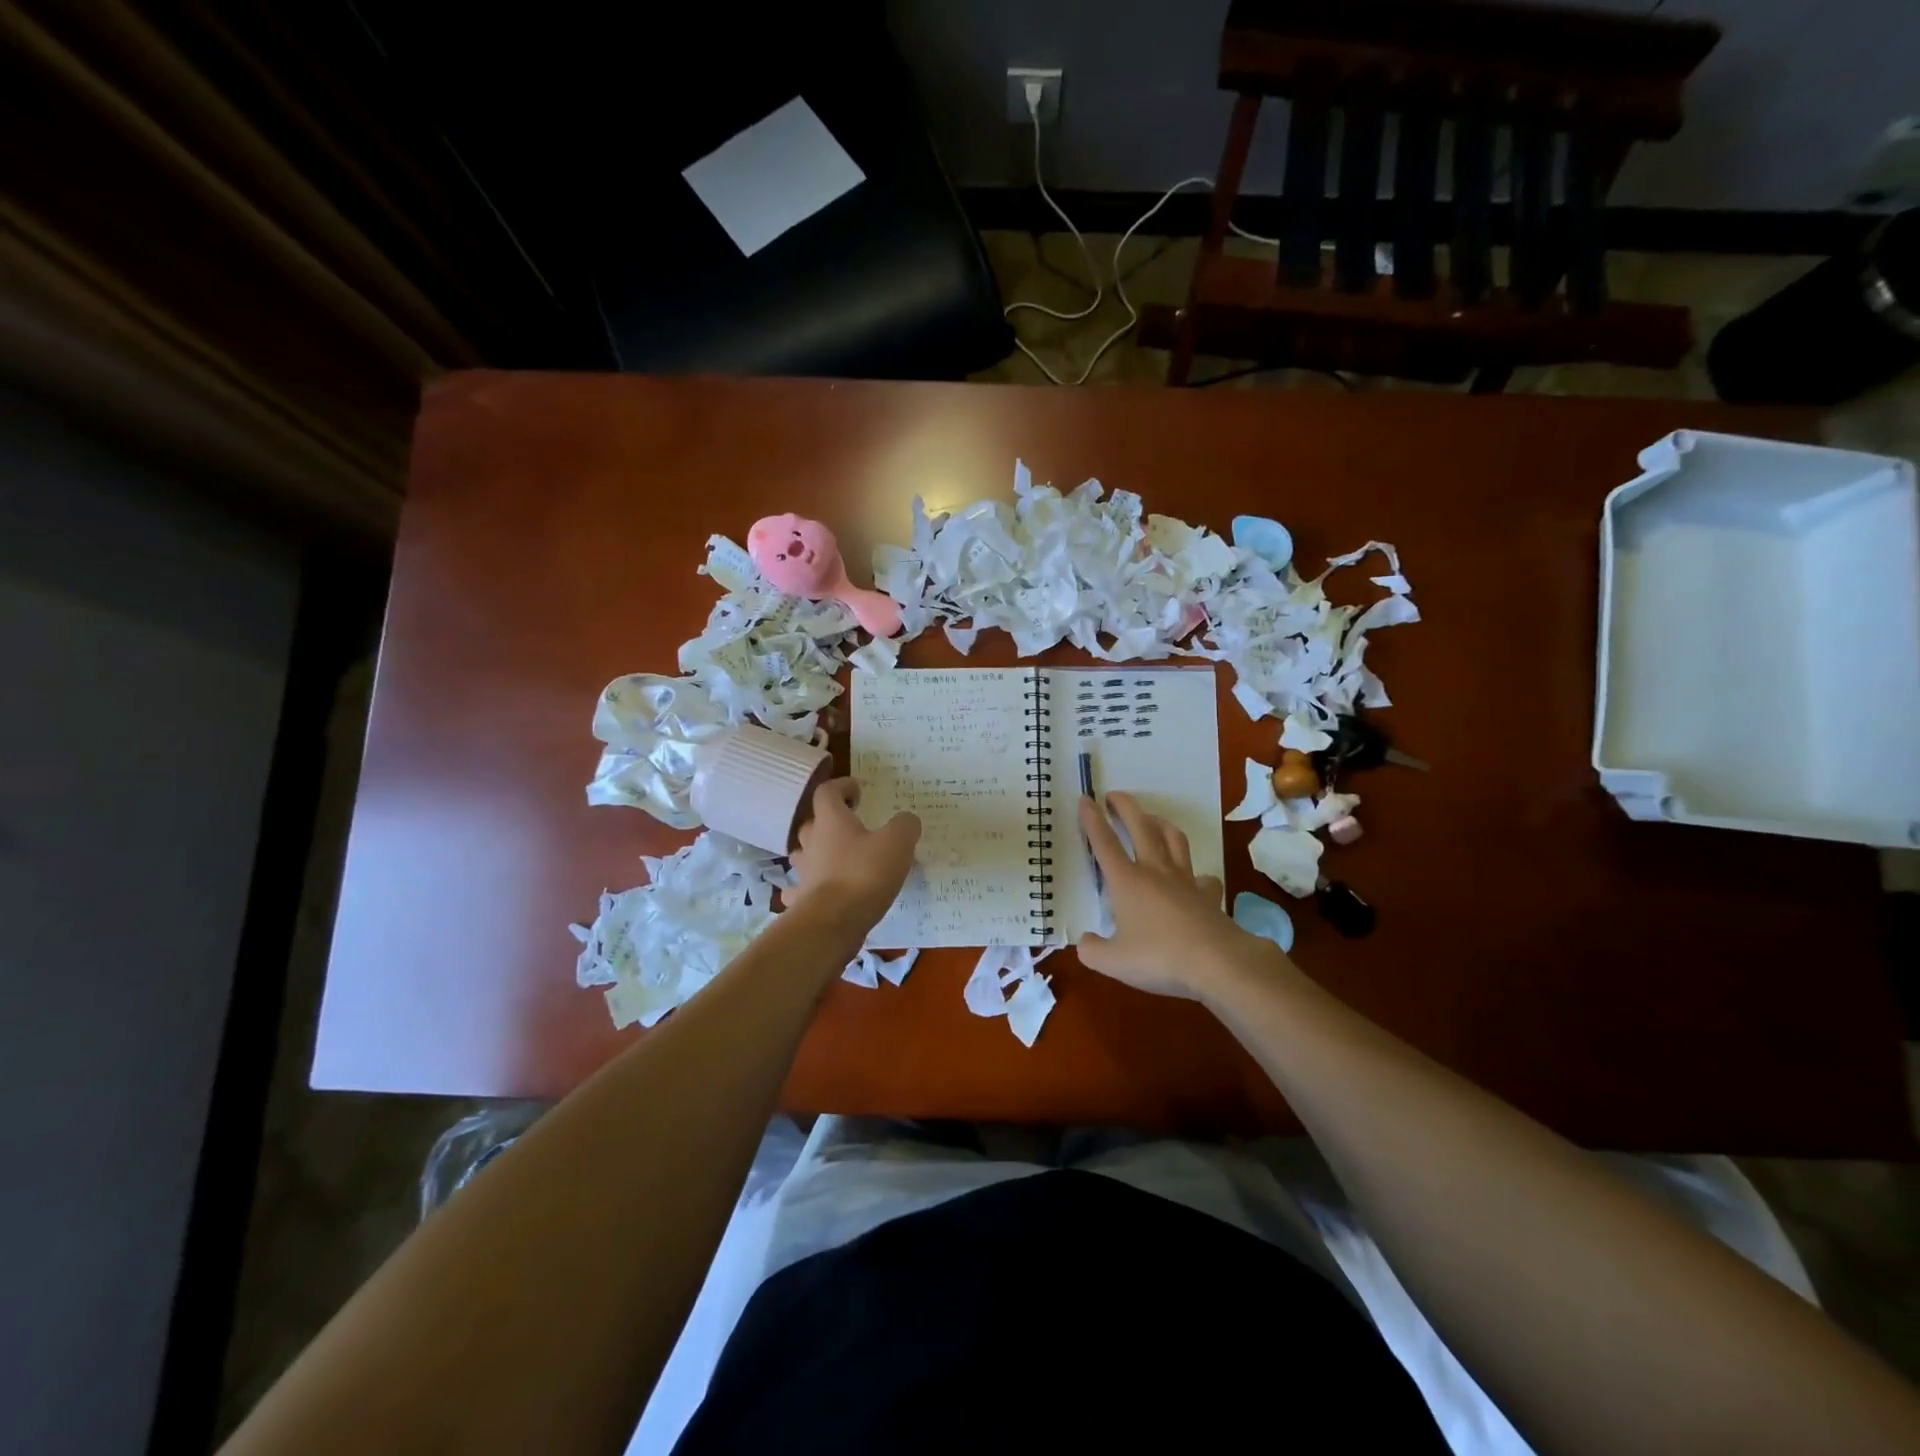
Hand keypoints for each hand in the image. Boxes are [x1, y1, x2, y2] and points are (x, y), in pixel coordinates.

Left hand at [785, 778, 920, 931]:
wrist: (832, 922)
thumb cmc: (864, 874)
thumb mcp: (897, 843)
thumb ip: (904, 825)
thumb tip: (906, 820)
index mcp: (831, 820)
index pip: (827, 791)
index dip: (841, 786)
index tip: (858, 791)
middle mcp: (811, 841)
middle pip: (813, 822)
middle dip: (830, 821)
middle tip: (851, 826)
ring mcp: (802, 872)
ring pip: (804, 853)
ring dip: (817, 851)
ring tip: (837, 858)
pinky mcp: (801, 900)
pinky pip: (799, 888)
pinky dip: (807, 887)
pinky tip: (819, 891)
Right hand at [1076, 792, 1276, 1000]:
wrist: (1217, 963)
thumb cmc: (1158, 958)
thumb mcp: (1113, 961)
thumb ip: (1092, 950)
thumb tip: (1085, 941)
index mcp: (1126, 881)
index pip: (1104, 842)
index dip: (1092, 819)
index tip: (1086, 798)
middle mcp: (1155, 871)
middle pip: (1141, 827)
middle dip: (1126, 807)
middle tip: (1115, 795)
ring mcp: (1185, 880)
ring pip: (1173, 839)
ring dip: (1160, 823)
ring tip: (1152, 819)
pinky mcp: (1209, 895)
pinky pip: (1202, 876)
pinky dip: (1196, 873)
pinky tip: (1194, 879)